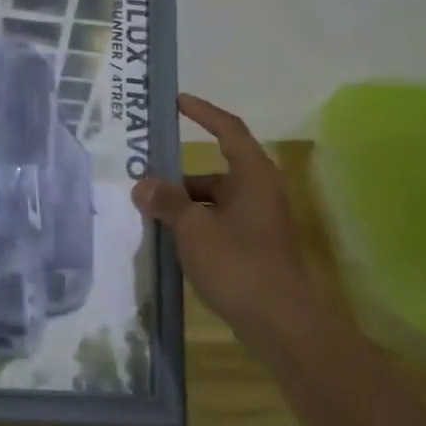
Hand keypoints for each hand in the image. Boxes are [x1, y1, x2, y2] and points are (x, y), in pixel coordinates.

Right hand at [132, 94, 322, 337]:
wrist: (281, 324)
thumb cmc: (238, 264)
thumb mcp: (194, 229)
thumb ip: (168, 202)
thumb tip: (143, 185)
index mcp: (253, 176)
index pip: (228, 130)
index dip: (203, 113)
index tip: (177, 101)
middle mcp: (260, 193)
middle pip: (215, 172)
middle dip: (179, 177)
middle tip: (143, 180)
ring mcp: (260, 224)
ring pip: (215, 203)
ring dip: (184, 206)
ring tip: (148, 215)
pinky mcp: (255, 250)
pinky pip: (219, 226)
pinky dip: (196, 228)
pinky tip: (171, 243)